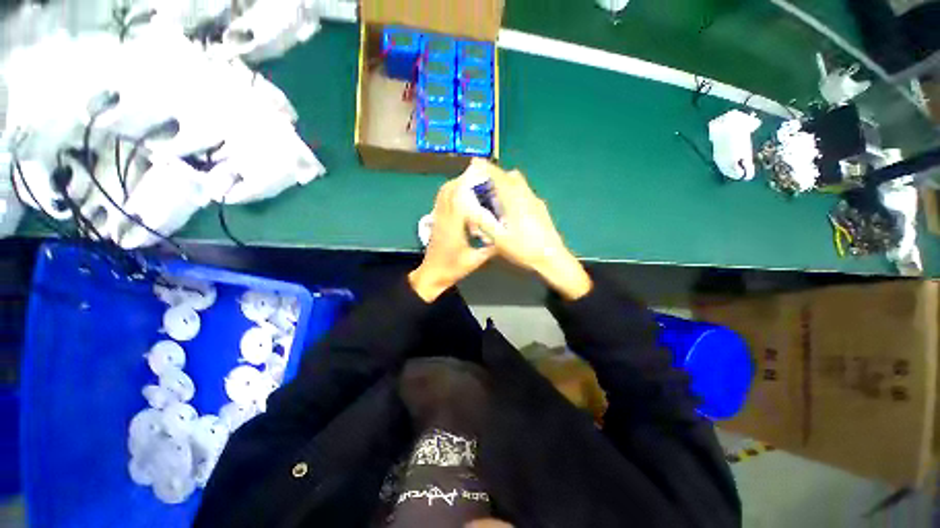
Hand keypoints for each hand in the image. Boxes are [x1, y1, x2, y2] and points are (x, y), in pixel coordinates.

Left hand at [409, 172, 495, 302]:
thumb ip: (490, 249)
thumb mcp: (474, 260)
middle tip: (478, 178)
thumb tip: (505, 238)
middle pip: (448, 191)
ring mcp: (437, 218)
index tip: (480, 177)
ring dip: (454, 185)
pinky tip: (460, 196)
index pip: (457, 198)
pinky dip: (449, 193)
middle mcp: (443, 218)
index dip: (467, 185)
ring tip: (471, 183)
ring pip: (442, 194)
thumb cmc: (452, 268)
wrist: (432, 275)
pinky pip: (440, 201)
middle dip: (461, 180)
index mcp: (453, 226)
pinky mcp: (435, 221)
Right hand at [468, 159, 591, 300]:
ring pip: (520, 185)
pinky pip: (525, 194)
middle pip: (512, 177)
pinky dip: (514, 196)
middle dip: (497, 177)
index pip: (499, 176)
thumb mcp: (498, 237)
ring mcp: (536, 202)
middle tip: (484, 187)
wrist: (551, 258)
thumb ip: (483, 221)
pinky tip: (510, 213)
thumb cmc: (523, 248)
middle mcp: (527, 196)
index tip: (476, 163)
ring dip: (507, 187)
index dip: (486, 168)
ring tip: (496, 202)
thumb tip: (470, 208)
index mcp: (515, 200)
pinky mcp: (541, 209)